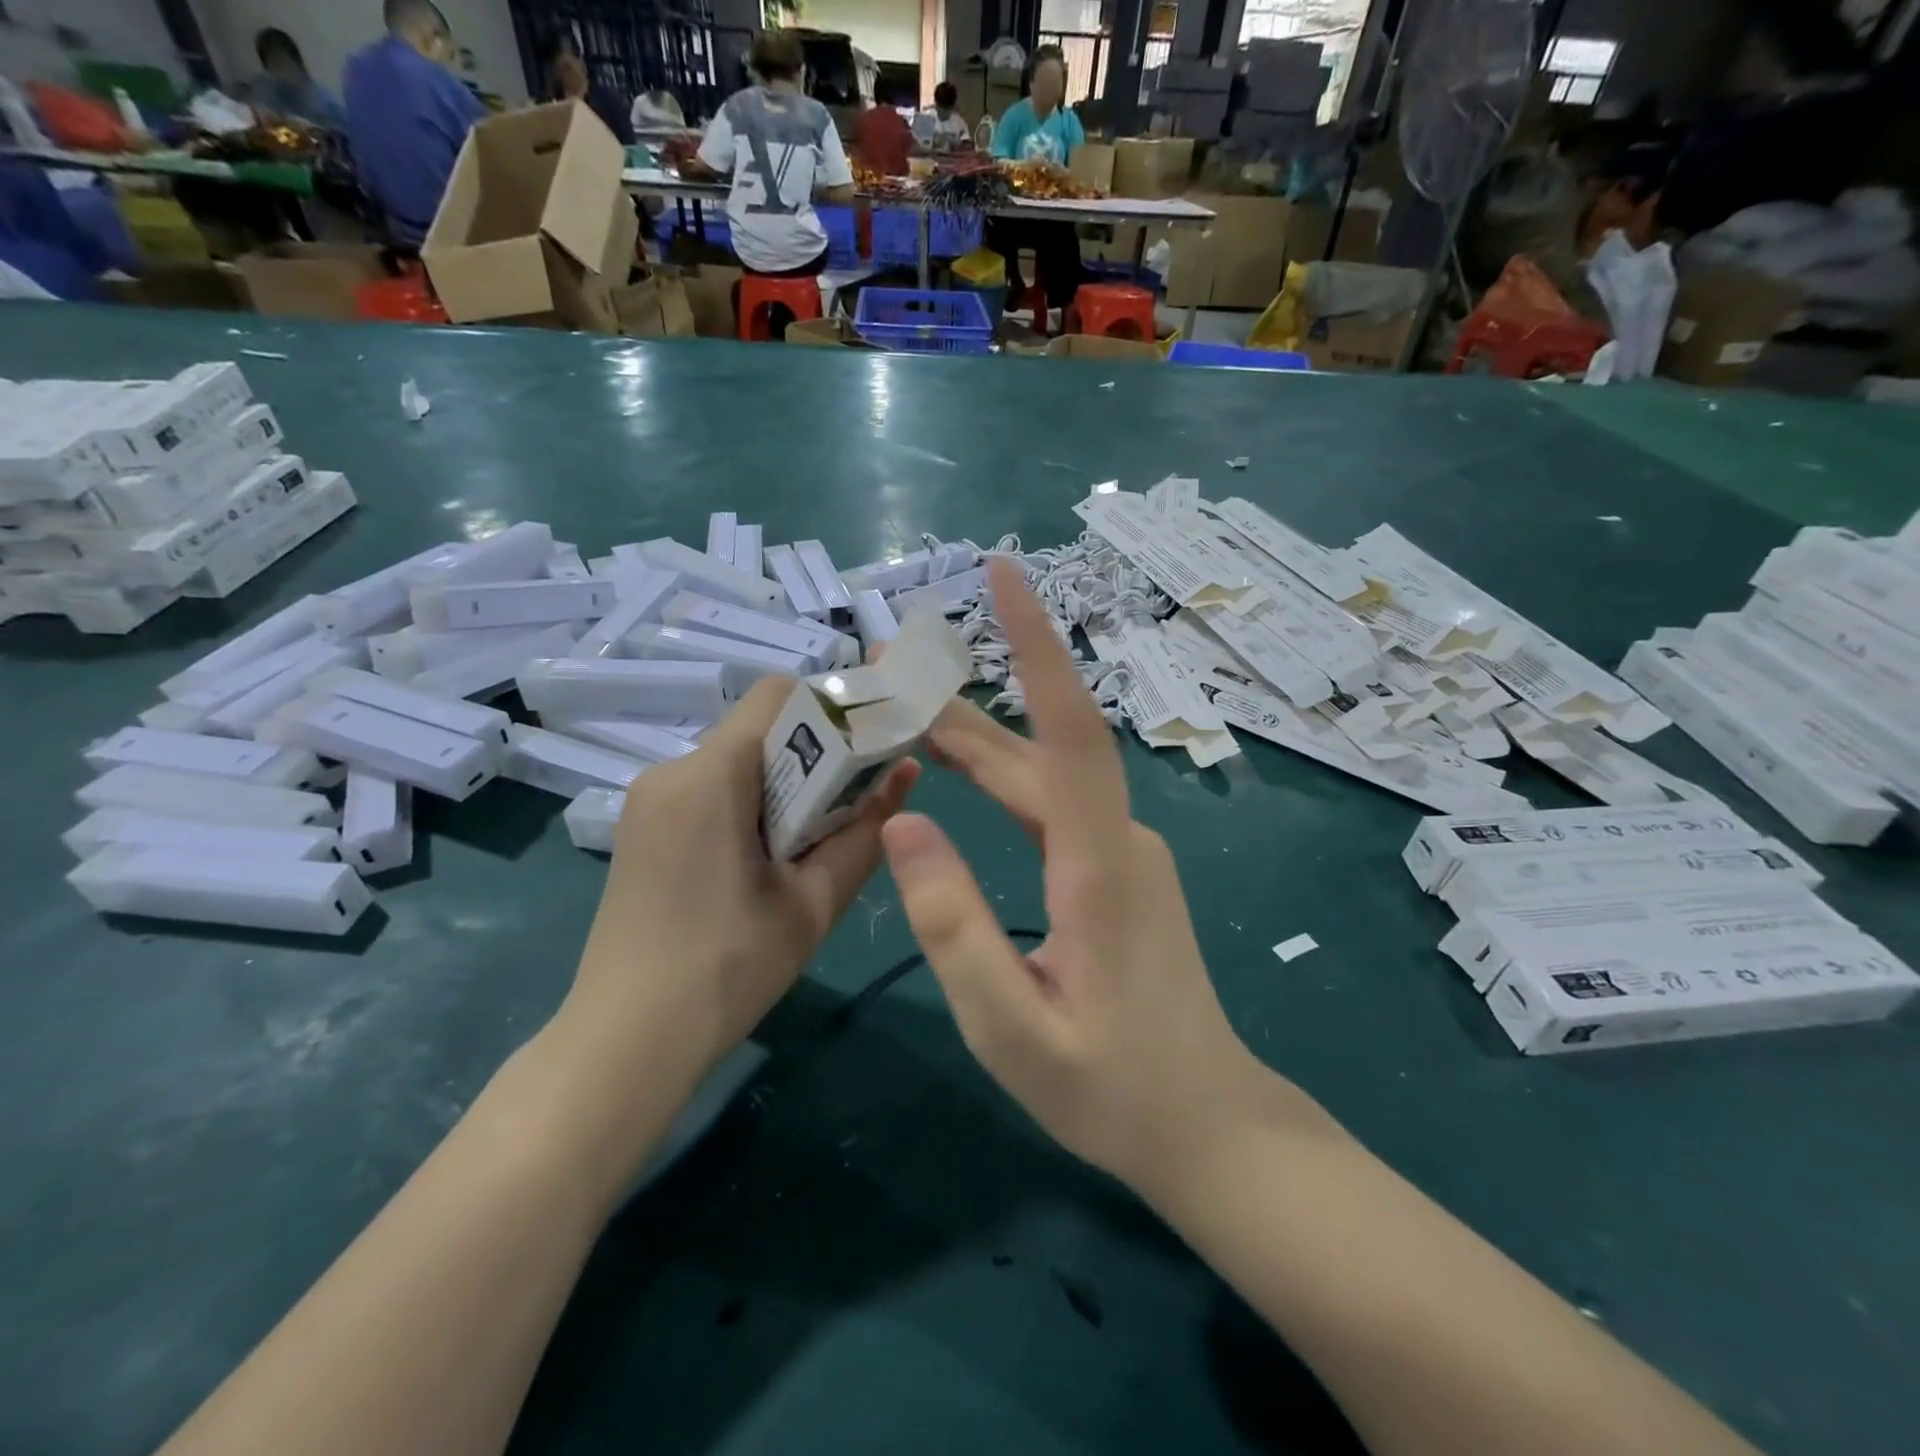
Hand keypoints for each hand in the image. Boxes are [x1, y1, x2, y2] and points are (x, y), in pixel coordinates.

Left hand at [568, 677, 917, 1084]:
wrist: (625, 1044)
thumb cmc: (728, 971)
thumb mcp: (813, 903)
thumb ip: (866, 830)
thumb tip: (907, 771)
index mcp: (710, 776)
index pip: (780, 694)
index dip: (834, 706)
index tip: (872, 743)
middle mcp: (671, 770)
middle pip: (759, 726)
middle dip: (815, 749)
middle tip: (856, 798)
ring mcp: (650, 798)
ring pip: (737, 758)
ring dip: (784, 779)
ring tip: (814, 836)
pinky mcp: (644, 826)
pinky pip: (710, 786)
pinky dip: (750, 800)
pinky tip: (767, 855)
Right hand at [881, 560, 1266, 1195]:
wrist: (1210, 1125)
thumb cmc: (1113, 1091)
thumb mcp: (1010, 1028)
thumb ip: (953, 928)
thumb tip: (904, 826)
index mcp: (1098, 865)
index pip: (1069, 730)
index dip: (1037, 646)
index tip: (1007, 575)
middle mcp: (1118, 837)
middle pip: (1039, 747)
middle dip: (964, 697)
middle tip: (887, 665)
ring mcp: (1123, 849)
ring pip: (1042, 772)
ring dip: (976, 735)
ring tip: (903, 705)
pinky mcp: (1117, 867)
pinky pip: (1049, 801)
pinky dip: (996, 775)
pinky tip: (956, 767)